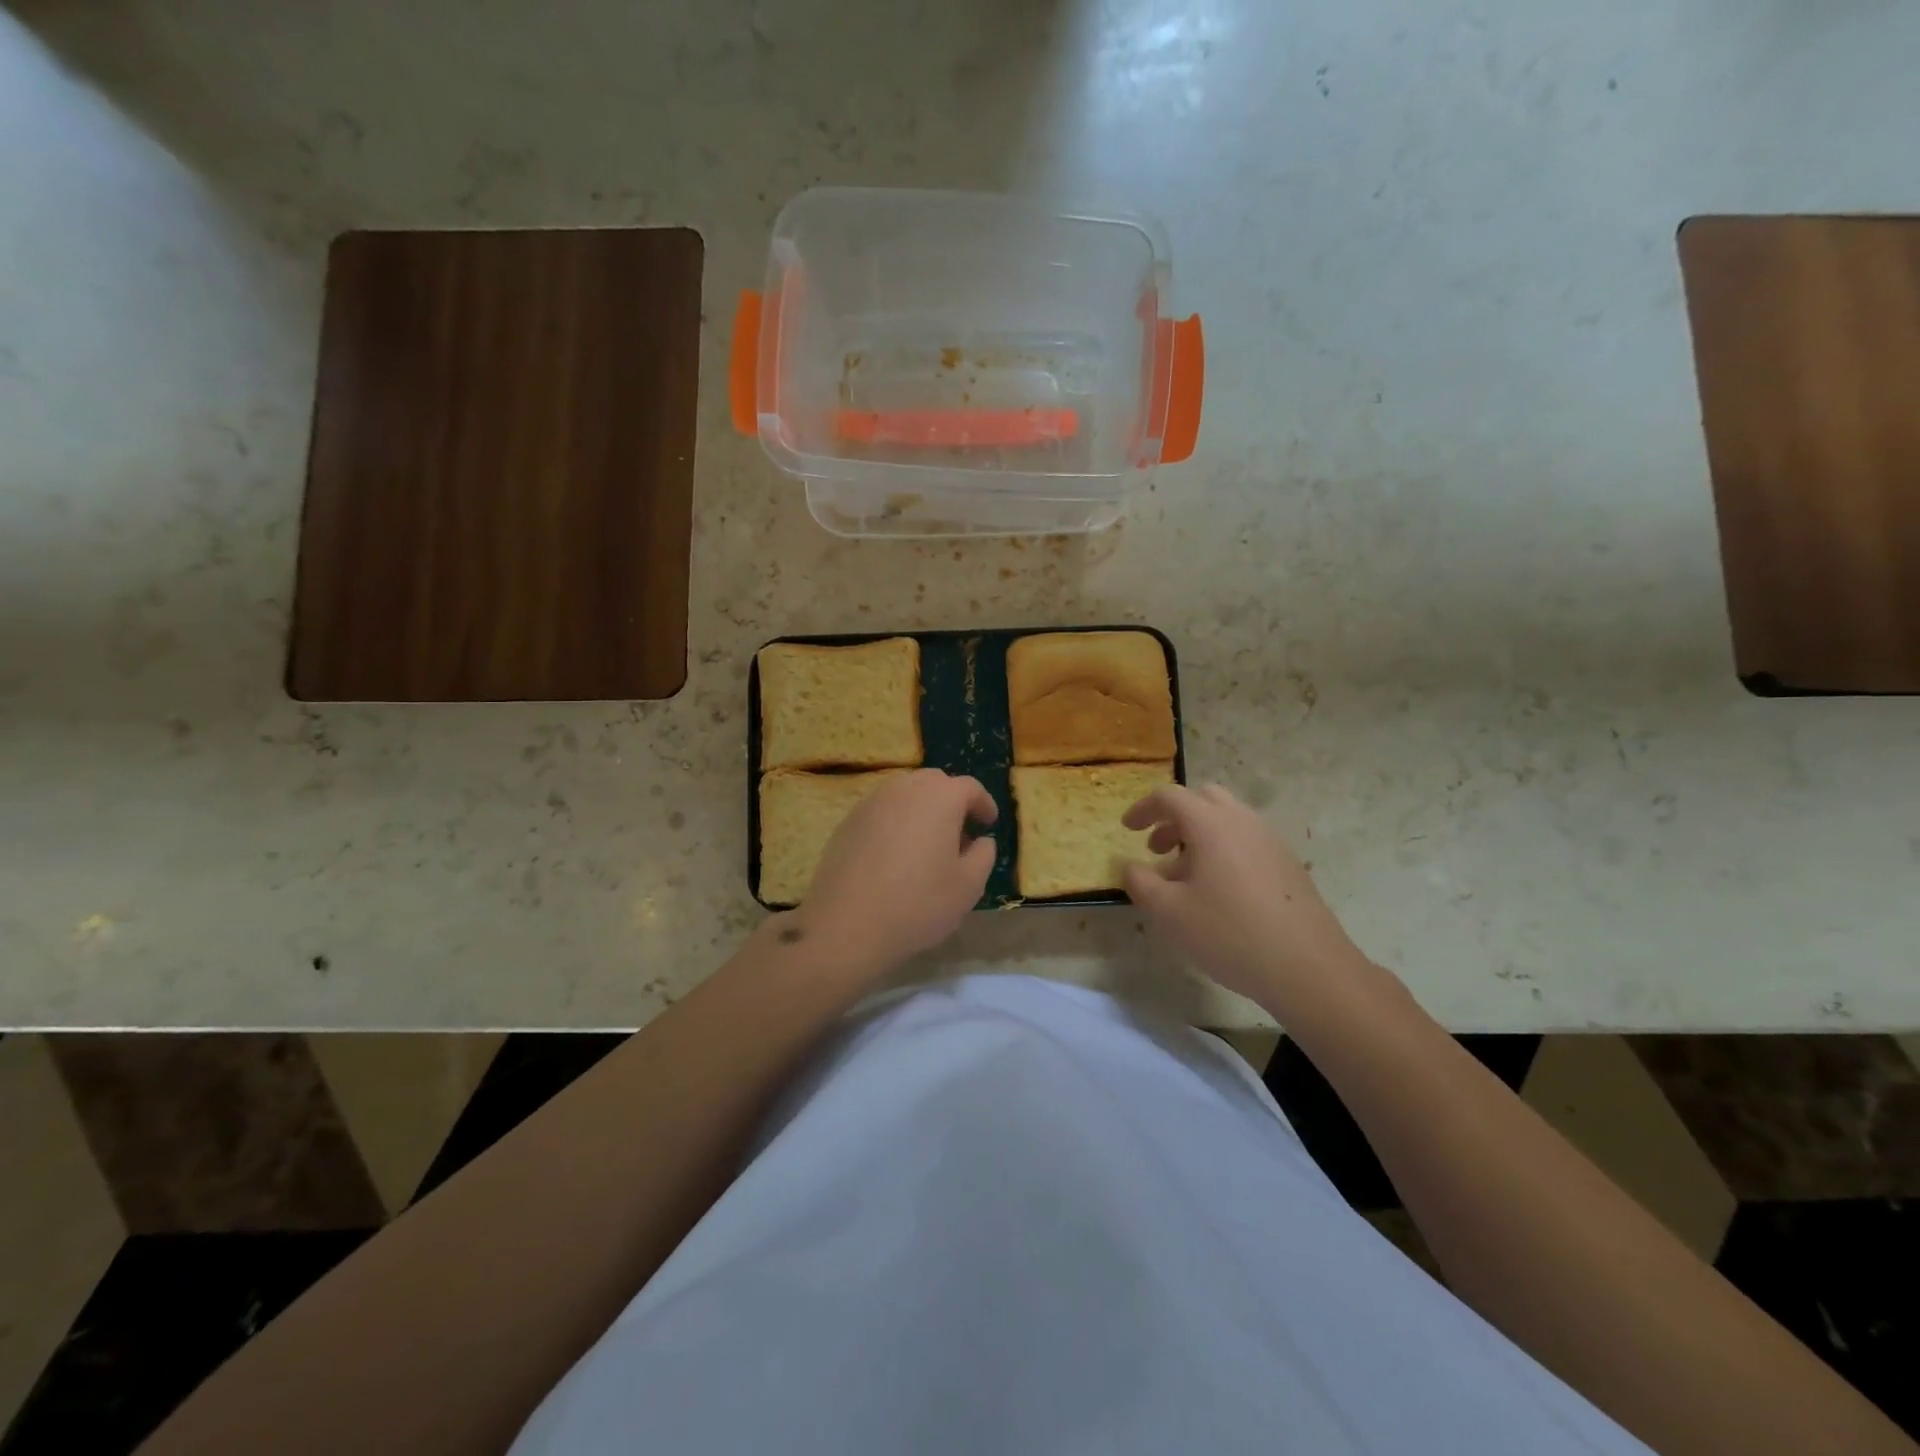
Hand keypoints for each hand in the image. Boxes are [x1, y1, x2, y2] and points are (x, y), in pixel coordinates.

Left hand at [800, 768, 997, 971]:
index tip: (988, 824)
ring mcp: (872, 802)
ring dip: (922, 810)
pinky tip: (895, 855)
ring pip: (905, 794)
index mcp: (940, 797)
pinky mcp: (848, 821)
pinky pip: (882, 811)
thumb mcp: (969, 886)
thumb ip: (984, 855)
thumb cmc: (918, 903)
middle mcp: (904, 789)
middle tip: (959, 833)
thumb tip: (980, 841)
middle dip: (951, 801)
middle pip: (935, 783)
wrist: (846, 925)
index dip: (983, 804)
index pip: (969, 788)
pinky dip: (896, 822)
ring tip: (927, 845)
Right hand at [1123, 783, 1365, 1009]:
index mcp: (1211, 824)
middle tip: (1157, 849)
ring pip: (1227, 819)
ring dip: (1199, 835)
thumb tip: (1132, 867)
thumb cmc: (1229, 933)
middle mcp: (1242, 821)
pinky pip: (1246, 840)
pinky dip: (1223, 849)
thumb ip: (1141, 883)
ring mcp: (1270, 841)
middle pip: (1203, 798)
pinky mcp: (1288, 864)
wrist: (1308, 967)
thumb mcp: (1169, 913)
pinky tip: (1219, 892)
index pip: (1169, 797)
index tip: (1127, 829)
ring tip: (1185, 876)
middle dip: (1174, 817)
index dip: (1143, 809)